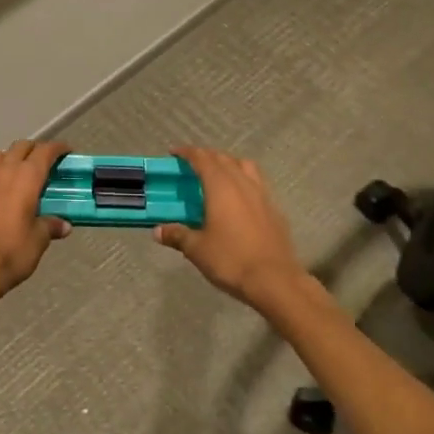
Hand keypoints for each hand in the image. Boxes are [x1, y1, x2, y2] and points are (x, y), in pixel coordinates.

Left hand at [0, 140, 71, 299]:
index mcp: (27, 177)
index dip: (58, 148)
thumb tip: (63, 225)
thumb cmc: (12, 251)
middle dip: (36, 150)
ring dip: (13, 156)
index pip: (45, 151)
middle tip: (47, 164)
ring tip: (22, 173)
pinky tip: (4, 192)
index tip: (67, 152)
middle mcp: (5, 171)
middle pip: (21, 147)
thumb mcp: (38, 240)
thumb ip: (50, 226)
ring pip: (0, 154)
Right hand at [153, 146, 305, 309]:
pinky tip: (239, 199)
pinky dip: (244, 181)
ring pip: (245, 167)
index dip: (187, 153)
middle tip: (192, 164)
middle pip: (224, 159)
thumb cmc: (231, 260)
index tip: (174, 152)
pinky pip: (257, 184)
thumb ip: (177, 235)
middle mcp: (243, 184)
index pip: (202, 159)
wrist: (275, 280)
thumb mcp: (197, 249)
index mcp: (221, 187)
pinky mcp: (275, 210)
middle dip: (207, 156)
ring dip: (229, 164)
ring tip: (218, 175)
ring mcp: (262, 195)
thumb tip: (157, 230)